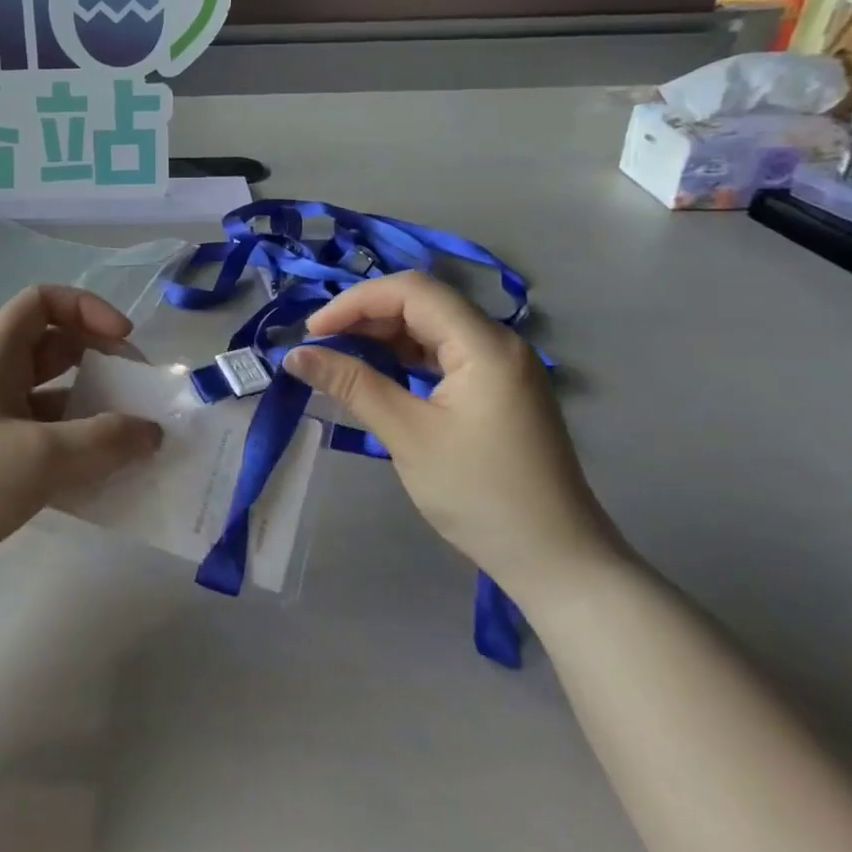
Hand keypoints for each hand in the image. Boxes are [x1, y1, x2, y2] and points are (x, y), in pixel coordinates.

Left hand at [0, 285, 162, 597]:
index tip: (123, 339)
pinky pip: (50, 440)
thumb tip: (153, 432)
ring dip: (95, 410)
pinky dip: (79, 449)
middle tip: (138, 391)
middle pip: (55, 348)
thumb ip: (104, 441)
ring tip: (133, 439)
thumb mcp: (41, 457)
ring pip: (56, 398)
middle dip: (101, 360)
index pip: (40, 302)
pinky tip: (107, 476)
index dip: (86, 307)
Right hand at [282, 273, 622, 602]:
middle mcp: (498, 343)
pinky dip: (405, 359)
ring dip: (383, 337)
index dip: (356, 301)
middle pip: (423, 304)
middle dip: (366, 316)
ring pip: (431, 328)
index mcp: (485, 345)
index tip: (313, 331)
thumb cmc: (480, 495)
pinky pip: (444, 355)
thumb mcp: (408, 436)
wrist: (556, 560)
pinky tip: (377, 375)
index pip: (413, 291)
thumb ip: (352, 385)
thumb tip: (295, 354)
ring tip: (339, 358)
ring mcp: (502, 366)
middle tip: (319, 346)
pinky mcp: (498, 389)